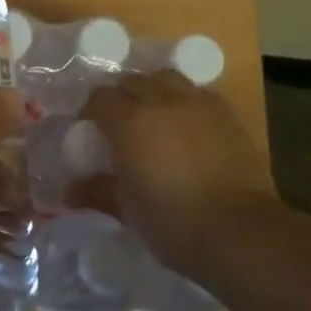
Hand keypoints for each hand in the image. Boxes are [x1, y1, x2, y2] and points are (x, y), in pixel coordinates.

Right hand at [74, 72, 283, 269]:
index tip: (88, 133)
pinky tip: (185, 124)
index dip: (89, 112)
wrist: (241, 231)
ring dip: (151, 90)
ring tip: (152, 116)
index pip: (99, 98)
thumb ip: (98, 192)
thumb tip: (70, 192)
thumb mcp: (128, 210)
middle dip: (119, 98)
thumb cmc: (173, 223)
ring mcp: (198, 103)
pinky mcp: (227, 113)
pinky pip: (196, 92)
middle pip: (131, 81)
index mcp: (130, 121)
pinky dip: (183, 99)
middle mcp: (161, 101)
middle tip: (117, 125)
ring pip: (165, 78)